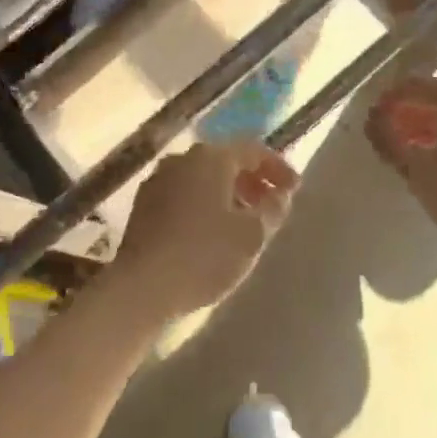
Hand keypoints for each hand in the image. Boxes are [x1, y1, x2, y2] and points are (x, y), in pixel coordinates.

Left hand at [113, 141, 299, 319]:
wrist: (142, 287)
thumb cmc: (206, 255)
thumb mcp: (253, 234)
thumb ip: (273, 208)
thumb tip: (280, 194)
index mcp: (211, 157)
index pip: (253, 150)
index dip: (278, 167)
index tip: (294, 190)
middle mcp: (182, 159)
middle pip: (225, 161)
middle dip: (251, 180)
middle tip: (270, 205)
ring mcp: (158, 181)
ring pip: (202, 178)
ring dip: (227, 193)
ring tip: (243, 221)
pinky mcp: (142, 206)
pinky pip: (183, 194)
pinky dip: (203, 204)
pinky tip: (212, 231)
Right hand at [365, 76, 436, 270]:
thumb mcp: (421, 173)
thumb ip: (391, 141)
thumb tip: (373, 119)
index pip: (420, 85)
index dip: (391, 98)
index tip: (371, 119)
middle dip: (409, 113)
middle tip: (386, 136)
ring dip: (428, 127)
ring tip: (407, 151)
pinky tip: (436, 161)